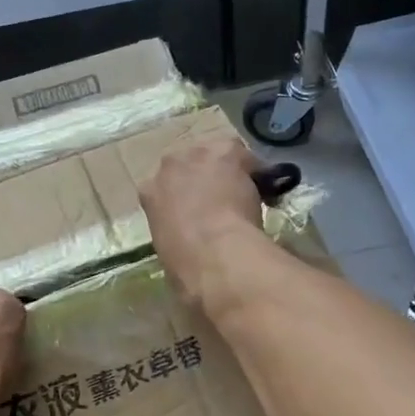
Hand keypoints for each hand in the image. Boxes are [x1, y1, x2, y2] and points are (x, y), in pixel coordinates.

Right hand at [140, 136, 265, 306]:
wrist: (213, 252)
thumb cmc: (186, 264)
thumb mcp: (168, 250)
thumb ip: (175, 235)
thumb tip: (189, 245)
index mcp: (148, 192)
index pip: (165, 187)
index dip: (184, 198)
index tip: (198, 212)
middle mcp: (168, 165)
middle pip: (188, 163)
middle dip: (202, 176)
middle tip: (222, 199)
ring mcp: (197, 154)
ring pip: (216, 154)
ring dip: (228, 169)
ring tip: (245, 193)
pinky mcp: (226, 150)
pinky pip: (242, 155)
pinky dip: (254, 169)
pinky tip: (265, 189)